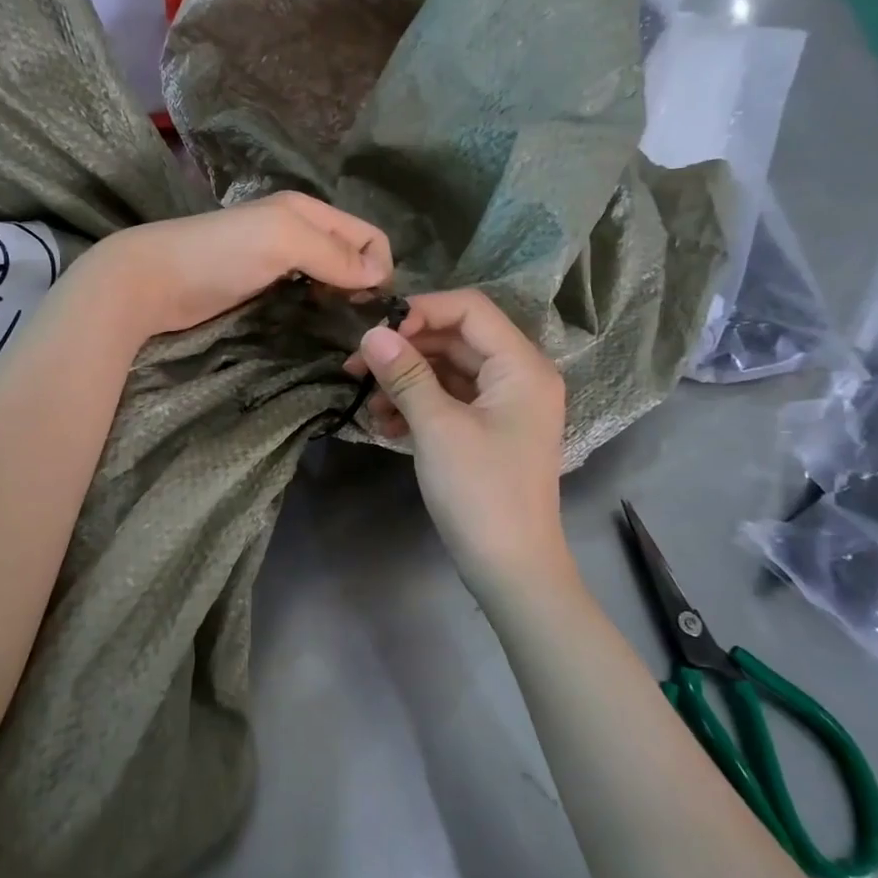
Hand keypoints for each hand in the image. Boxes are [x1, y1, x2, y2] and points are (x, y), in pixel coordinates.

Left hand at [87, 192, 392, 341]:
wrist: (150, 281)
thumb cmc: (218, 255)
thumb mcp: (282, 241)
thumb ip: (333, 254)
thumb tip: (380, 275)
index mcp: (308, 212)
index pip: (369, 236)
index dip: (380, 268)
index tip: (372, 307)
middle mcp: (298, 232)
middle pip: (351, 257)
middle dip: (363, 286)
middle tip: (358, 326)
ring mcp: (276, 261)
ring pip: (329, 278)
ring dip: (340, 300)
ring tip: (339, 330)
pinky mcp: (259, 288)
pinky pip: (304, 295)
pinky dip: (316, 308)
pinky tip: (312, 325)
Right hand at [347, 289, 575, 601]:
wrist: (511, 568)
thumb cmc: (480, 492)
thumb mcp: (438, 428)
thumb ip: (405, 374)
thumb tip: (371, 333)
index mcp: (521, 366)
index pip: (470, 309)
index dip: (420, 311)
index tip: (375, 332)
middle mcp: (519, 376)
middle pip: (456, 339)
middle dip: (405, 349)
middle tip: (356, 366)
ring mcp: (504, 405)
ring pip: (448, 371)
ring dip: (406, 380)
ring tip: (368, 404)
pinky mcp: (488, 430)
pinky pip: (450, 400)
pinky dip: (417, 406)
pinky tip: (386, 425)